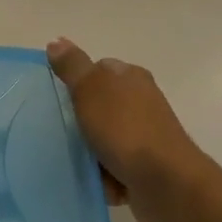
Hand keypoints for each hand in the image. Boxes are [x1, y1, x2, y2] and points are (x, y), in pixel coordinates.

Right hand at [47, 37, 213, 221]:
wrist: (165, 181)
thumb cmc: (125, 129)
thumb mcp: (91, 89)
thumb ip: (73, 66)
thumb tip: (56, 41)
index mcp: (131, 77)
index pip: (98, 70)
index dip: (77, 83)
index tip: (59, 100)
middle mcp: (142, 102)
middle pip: (99, 107)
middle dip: (81, 121)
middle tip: (62, 132)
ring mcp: (145, 135)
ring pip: (104, 139)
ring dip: (90, 152)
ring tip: (76, 160)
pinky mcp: (145, 166)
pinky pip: (114, 167)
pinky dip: (104, 176)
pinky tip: (97, 181)